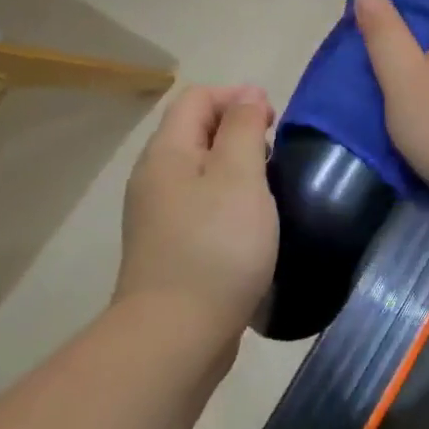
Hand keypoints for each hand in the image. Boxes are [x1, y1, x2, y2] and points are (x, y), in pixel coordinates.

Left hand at [116, 85, 278, 347]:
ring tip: (268, 191)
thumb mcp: (239, 176)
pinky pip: (199, 206)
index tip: (274, 124)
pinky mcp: (168, 247)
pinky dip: (226, 203)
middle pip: (196, 132)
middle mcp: (154, 177)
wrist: (176, 335)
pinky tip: (249, 228)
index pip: (198, 98)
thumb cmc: (216, 247)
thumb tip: (247, 93)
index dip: (237, 99)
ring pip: (199, 171)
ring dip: (235, 170)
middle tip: (275, 159)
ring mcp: (157, 215)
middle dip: (238, 133)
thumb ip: (243, 128)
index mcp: (167, 152)